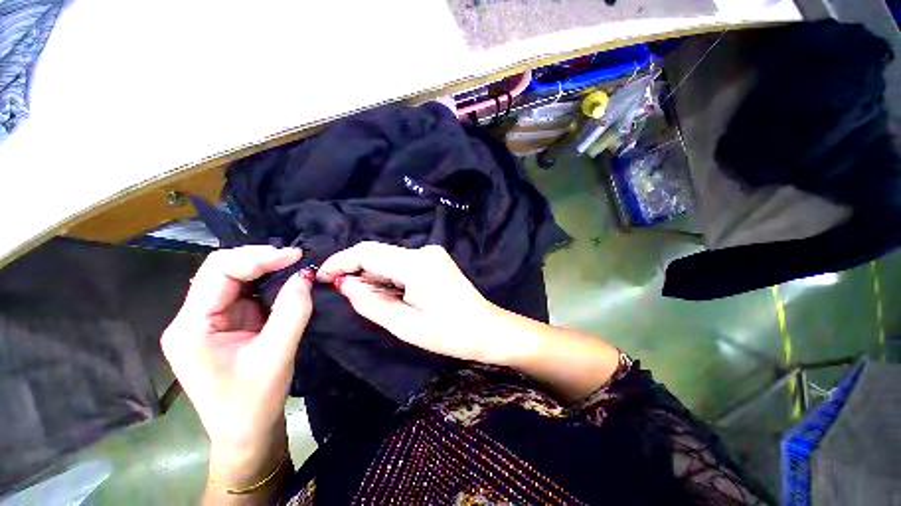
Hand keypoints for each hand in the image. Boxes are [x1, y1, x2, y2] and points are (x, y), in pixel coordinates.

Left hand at [160, 246, 311, 484]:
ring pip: (234, 279)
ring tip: (294, 265)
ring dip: (265, 269)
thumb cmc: (252, 403)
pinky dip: (267, 283)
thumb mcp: (276, 356)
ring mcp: (209, 321)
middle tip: (296, 258)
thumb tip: (305, 275)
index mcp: (191, 327)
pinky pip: (245, 294)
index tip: (294, 256)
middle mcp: (193, 319)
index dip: (257, 257)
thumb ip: (292, 312)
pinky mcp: (226, 325)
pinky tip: (285, 281)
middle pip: (222, 271)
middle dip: (260, 259)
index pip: (218, 272)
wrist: (245, 433)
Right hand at [317, 242, 513, 364]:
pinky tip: (393, 295)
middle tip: (346, 296)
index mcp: (416, 264)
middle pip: (379, 254)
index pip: (368, 252)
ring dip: (375, 277)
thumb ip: (371, 302)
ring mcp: (432, 254)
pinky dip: (390, 277)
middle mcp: (424, 251)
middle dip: (358, 272)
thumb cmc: (450, 333)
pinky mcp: (435, 260)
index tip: (321, 277)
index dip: (341, 261)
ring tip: (374, 301)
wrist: (487, 329)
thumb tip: (344, 284)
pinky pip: (403, 264)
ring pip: (390, 260)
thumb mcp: (405, 325)